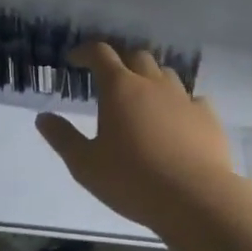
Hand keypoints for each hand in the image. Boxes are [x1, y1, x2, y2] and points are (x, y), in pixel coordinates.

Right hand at [35, 43, 240, 232]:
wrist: (196, 199)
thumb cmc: (132, 180)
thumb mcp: (85, 164)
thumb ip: (62, 137)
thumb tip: (43, 117)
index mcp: (120, 88)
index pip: (100, 54)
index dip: (85, 52)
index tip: (74, 60)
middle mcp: (152, 84)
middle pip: (136, 56)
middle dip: (120, 62)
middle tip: (109, 79)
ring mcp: (184, 99)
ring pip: (166, 74)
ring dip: (150, 79)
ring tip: (142, 98)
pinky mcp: (208, 118)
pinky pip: (192, 99)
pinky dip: (180, 103)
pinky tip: (177, 120)